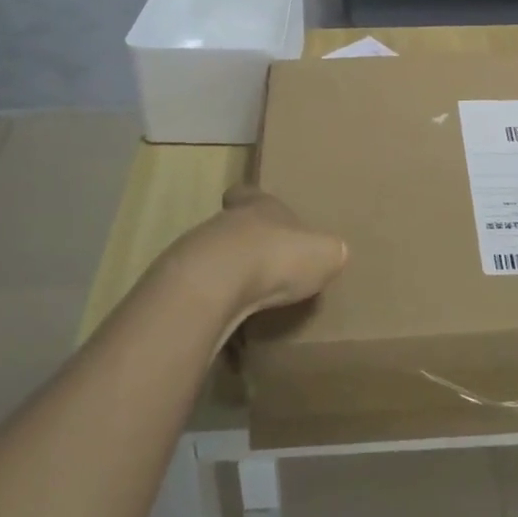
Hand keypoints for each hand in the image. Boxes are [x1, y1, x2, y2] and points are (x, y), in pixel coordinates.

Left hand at [166, 186, 347, 340]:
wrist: (217, 281)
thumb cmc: (277, 255)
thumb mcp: (322, 253)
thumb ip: (329, 252)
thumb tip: (336, 253)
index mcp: (261, 206)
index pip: (249, 193)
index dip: (253, 201)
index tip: (259, 214)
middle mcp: (228, 221)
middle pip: (233, 226)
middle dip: (245, 245)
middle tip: (263, 268)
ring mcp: (199, 251)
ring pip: (214, 258)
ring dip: (227, 276)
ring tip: (247, 301)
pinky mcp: (181, 284)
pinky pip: (201, 292)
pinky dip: (213, 305)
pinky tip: (228, 323)